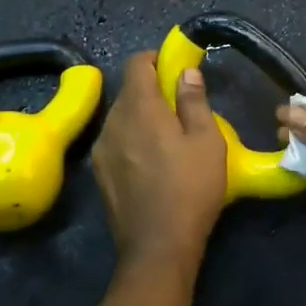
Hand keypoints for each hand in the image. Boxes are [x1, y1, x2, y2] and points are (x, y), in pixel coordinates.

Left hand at [92, 51, 228, 268]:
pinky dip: (132, 139)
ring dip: (141, 116)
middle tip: (179, 106)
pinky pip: (115, 141)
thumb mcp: (207, 141)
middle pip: (128, 91)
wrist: (157, 247)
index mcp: (139, 108)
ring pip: (120, 117)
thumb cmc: (190, 188)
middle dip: (151, 90)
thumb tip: (185, 72)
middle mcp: (112, 122)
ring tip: (168, 137)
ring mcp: (101, 150)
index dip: (155, 59)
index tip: (175, 68)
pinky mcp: (99, 174)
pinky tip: (152, 162)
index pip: (136, 63)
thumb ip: (194, 101)